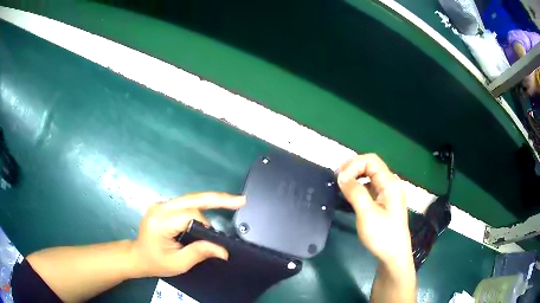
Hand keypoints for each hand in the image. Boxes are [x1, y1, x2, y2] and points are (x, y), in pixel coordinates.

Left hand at [129, 192, 245, 277]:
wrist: (137, 256)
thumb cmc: (156, 262)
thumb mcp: (178, 263)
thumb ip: (200, 253)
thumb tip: (223, 250)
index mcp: (160, 221)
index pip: (189, 215)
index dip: (206, 225)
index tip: (215, 239)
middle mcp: (160, 207)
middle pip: (192, 199)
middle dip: (217, 198)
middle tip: (240, 200)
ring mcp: (161, 204)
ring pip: (190, 199)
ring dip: (210, 202)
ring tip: (230, 204)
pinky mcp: (164, 206)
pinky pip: (186, 203)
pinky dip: (201, 206)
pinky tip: (213, 206)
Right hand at [337, 154, 412, 267]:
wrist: (393, 256)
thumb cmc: (382, 235)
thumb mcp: (367, 213)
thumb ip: (355, 192)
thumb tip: (341, 176)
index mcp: (390, 183)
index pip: (370, 160)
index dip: (353, 165)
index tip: (339, 179)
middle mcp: (390, 183)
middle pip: (370, 165)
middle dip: (352, 169)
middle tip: (336, 180)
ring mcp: (387, 193)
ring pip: (369, 176)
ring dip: (354, 177)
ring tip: (340, 187)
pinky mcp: (383, 201)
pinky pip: (369, 187)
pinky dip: (358, 187)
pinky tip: (349, 196)